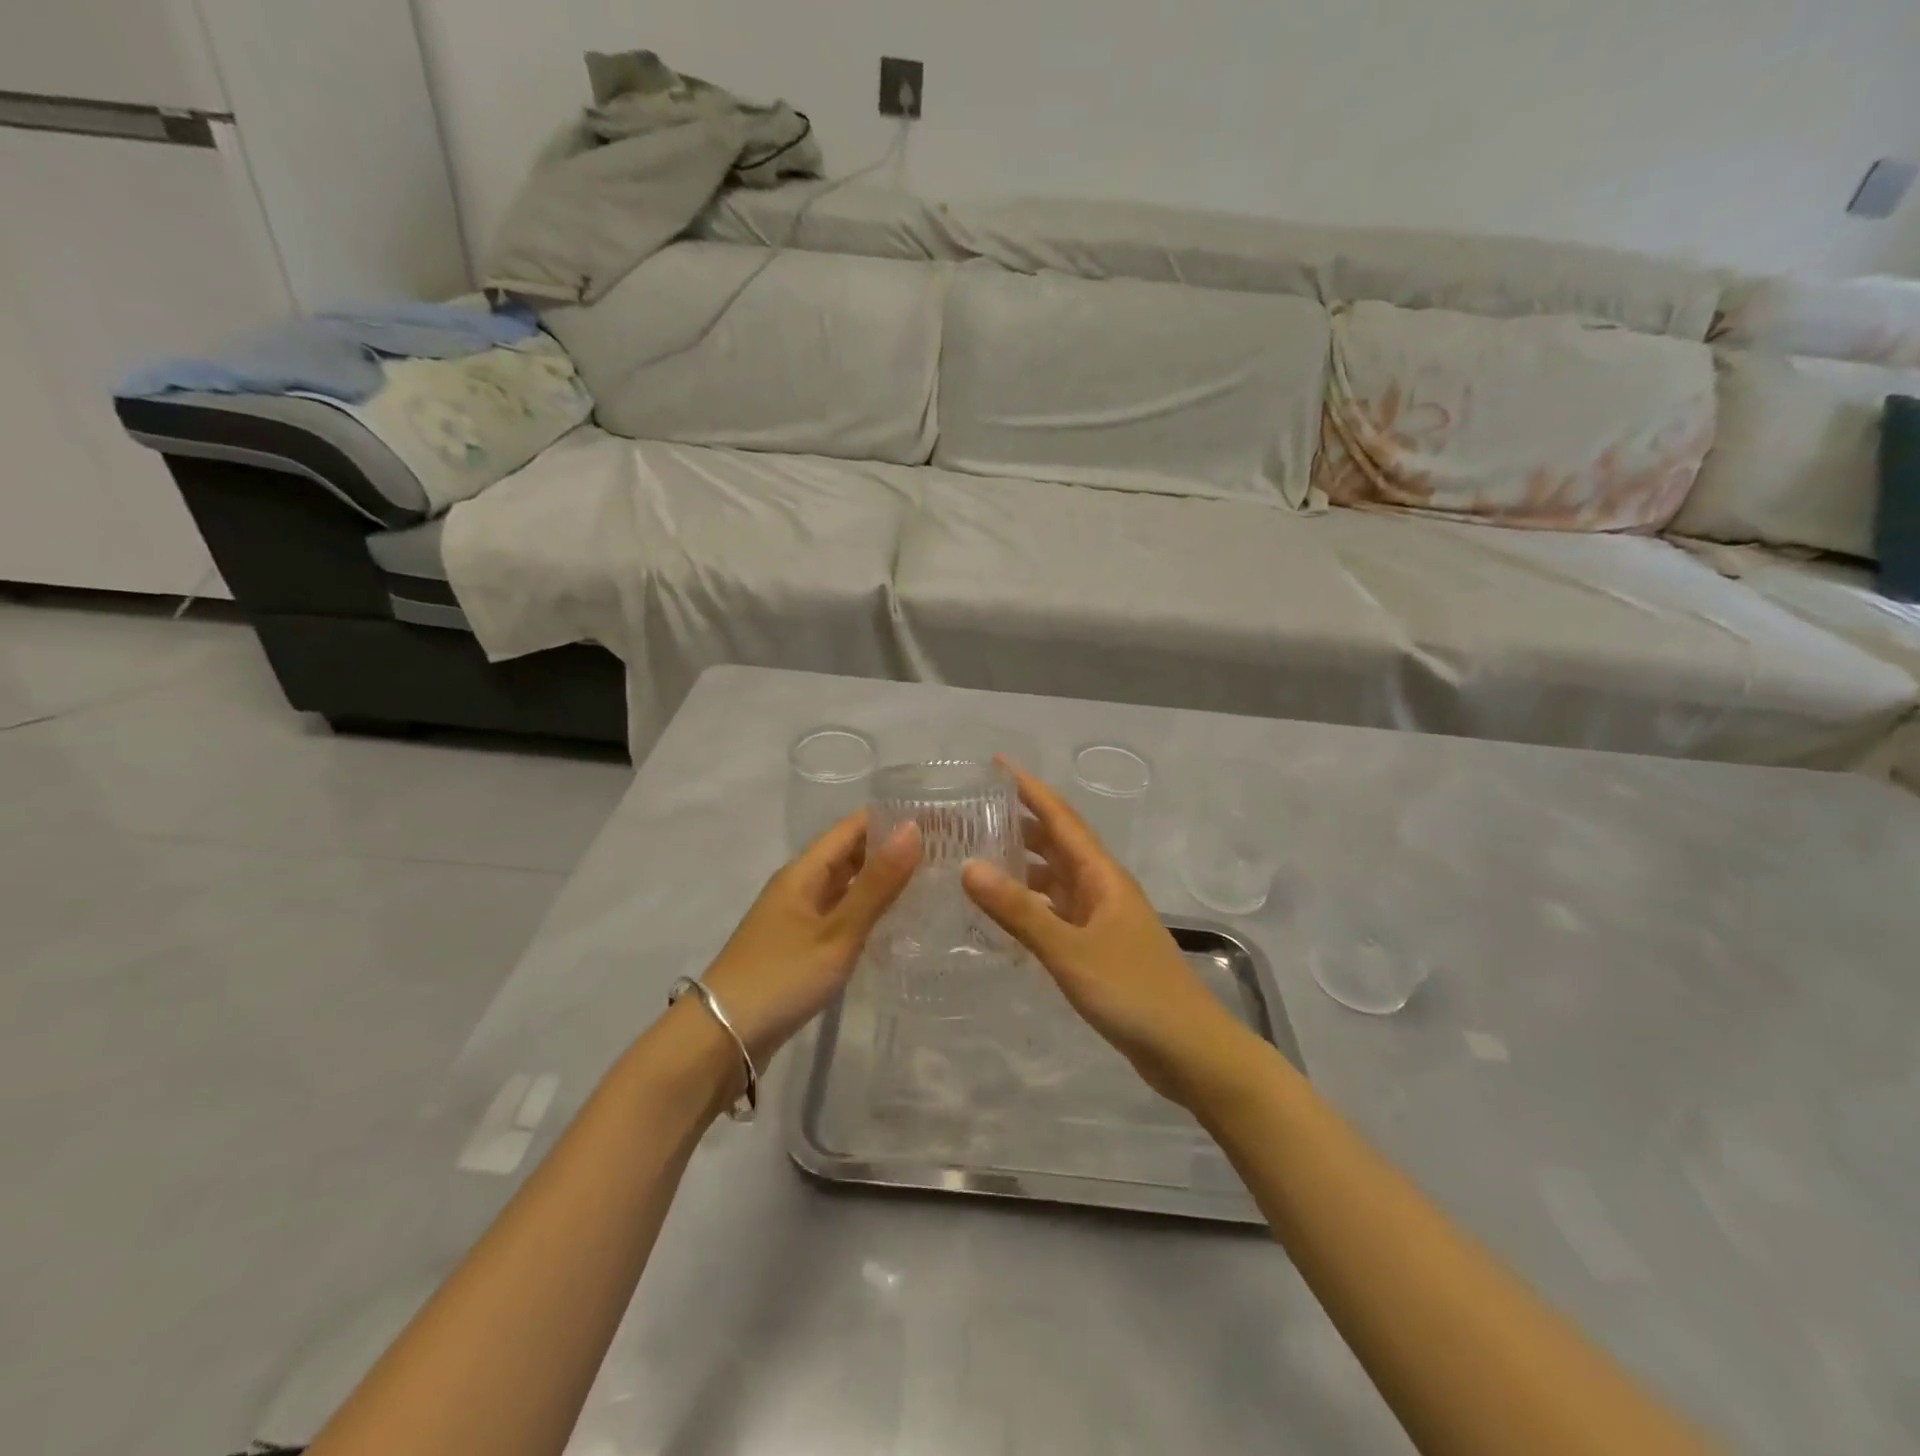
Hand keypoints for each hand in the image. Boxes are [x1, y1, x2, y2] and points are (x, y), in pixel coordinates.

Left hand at [701, 813, 920, 1063]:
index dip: (892, 819)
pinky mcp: (799, 946)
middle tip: (944, 853)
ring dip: (882, 881)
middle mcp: (800, 886)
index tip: (938, 820)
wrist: (722, 1039)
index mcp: (804, 871)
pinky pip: (840, 914)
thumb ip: (877, 884)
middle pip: (850, 854)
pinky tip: (896, 924)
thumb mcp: (837, 932)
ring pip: (846, 886)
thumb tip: (914, 828)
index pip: (854, 827)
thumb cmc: (781, 977)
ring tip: (931, 882)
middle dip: (892, 849)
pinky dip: (867, 911)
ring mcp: (797, 917)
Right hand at [962, 761, 1256, 1106]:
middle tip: (972, 813)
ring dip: (1024, 864)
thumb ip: (1019, 911)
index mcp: (1101, 875)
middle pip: (1057, 843)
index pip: (1060, 818)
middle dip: (1020, 823)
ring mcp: (1102, 919)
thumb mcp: (1070, 950)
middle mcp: (1102, 888)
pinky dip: (1031, 905)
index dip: (1029, 788)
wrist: (1190, 1051)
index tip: (996, 764)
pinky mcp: (1100, 948)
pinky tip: (1005, 913)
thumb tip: (969, 866)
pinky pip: (1058, 912)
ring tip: (978, 857)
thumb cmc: (1133, 992)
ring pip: (1056, 878)